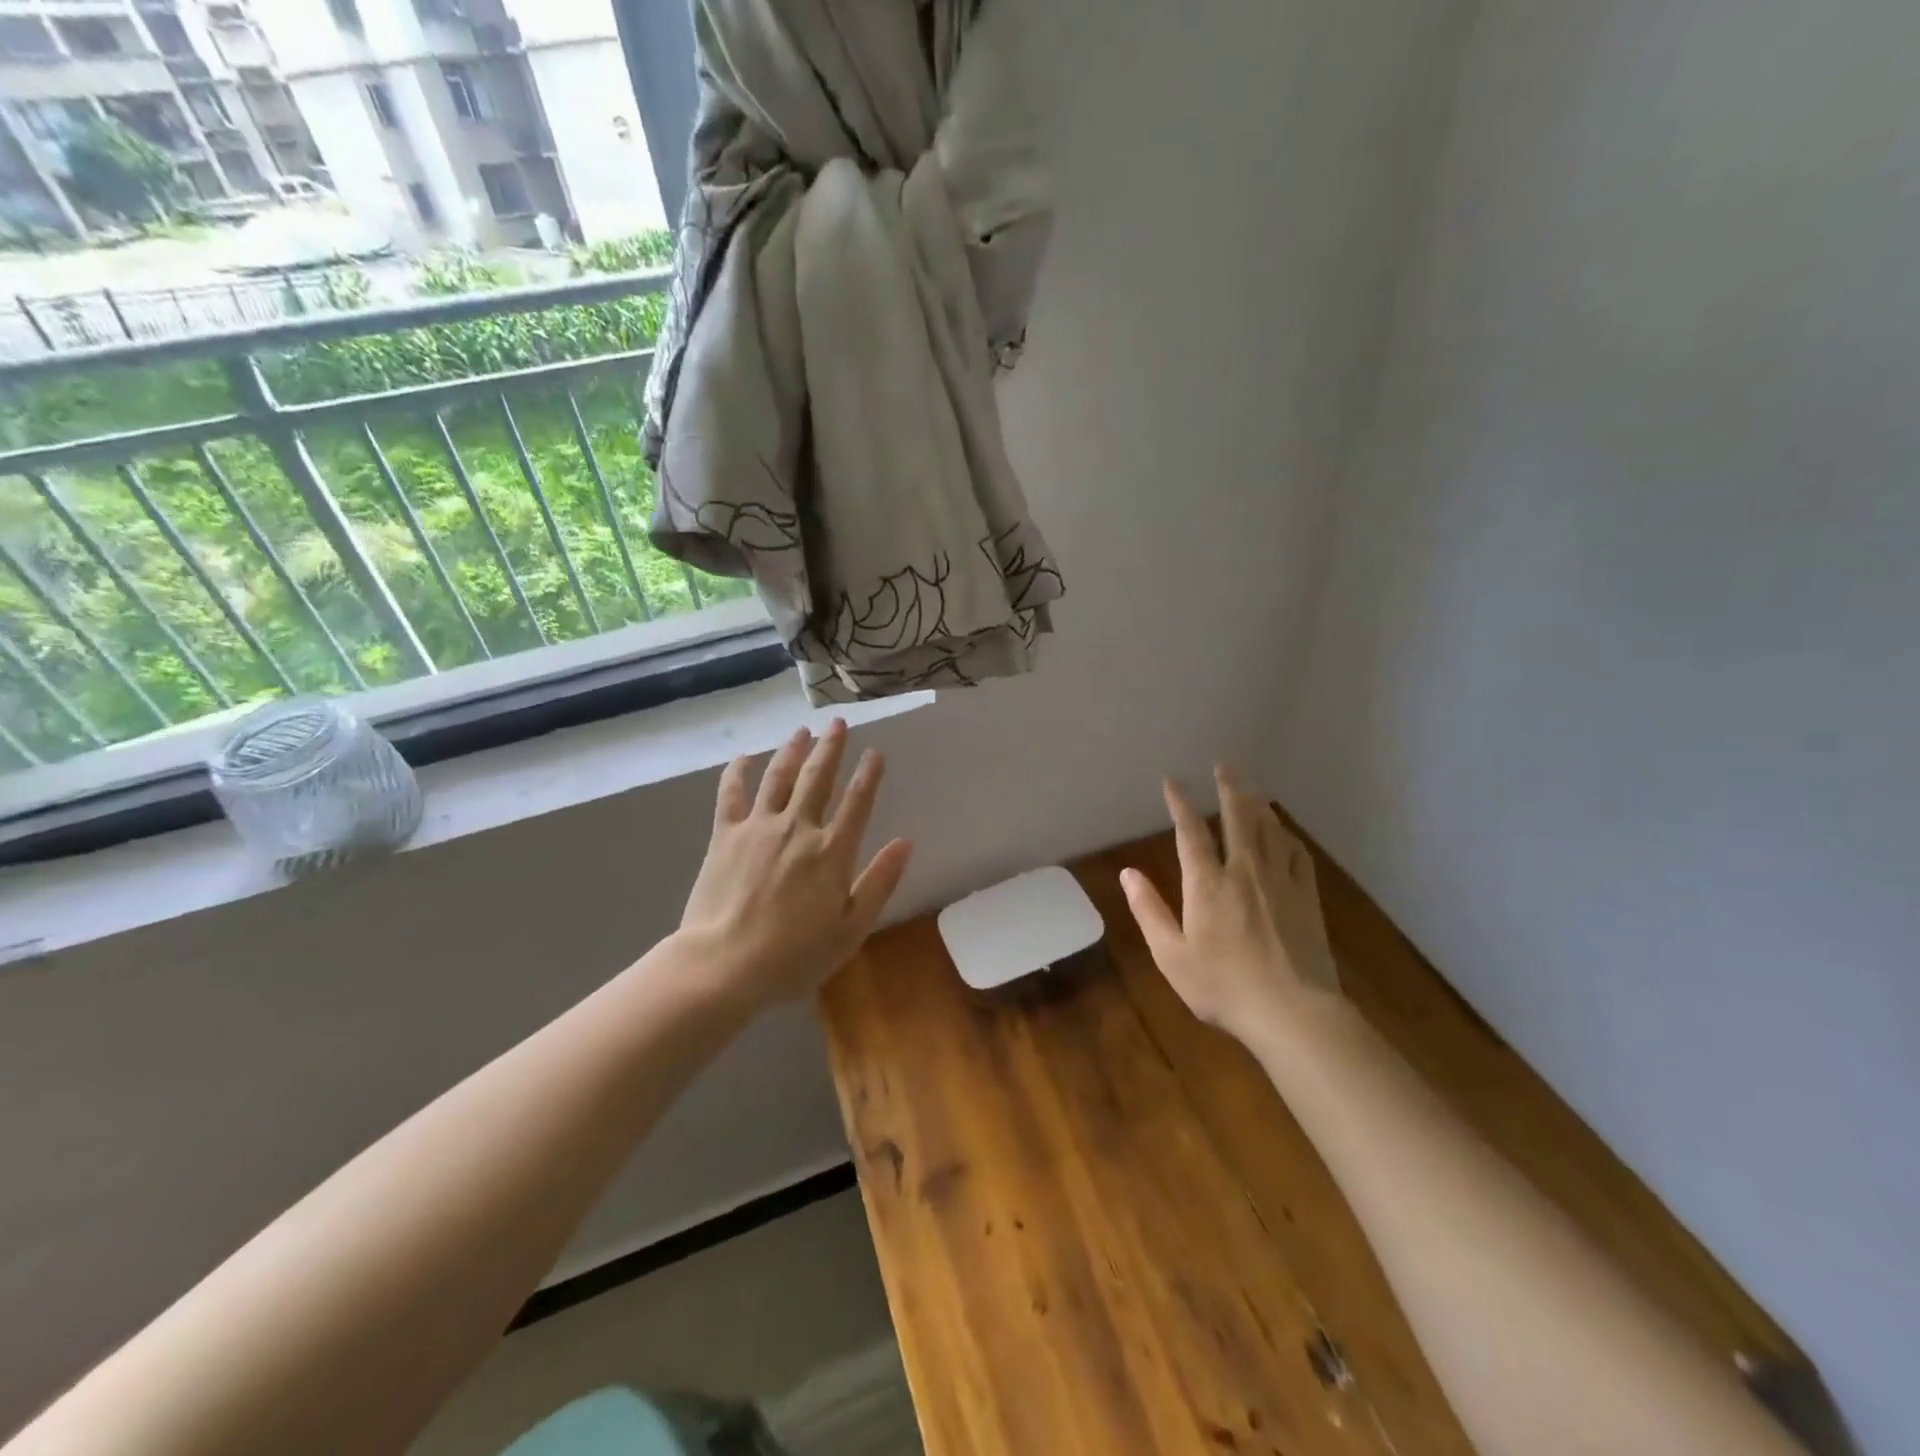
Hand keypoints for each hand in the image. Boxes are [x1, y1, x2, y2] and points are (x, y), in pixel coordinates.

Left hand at [677, 720, 913, 1012]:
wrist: (724, 965)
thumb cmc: (794, 956)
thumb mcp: (850, 930)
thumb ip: (879, 883)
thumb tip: (905, 842)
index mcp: (832, 852)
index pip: (857, 802)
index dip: (869, 775)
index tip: (875, 753)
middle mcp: (798, 828)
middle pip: (818, 777)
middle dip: (831, 747)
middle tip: (839, 723)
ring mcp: (759, 827)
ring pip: (779, 776)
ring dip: (793, 749)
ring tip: (803, 729)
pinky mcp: (725, 835)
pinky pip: (732, 793)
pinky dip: (739, 771)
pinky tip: (745, 757)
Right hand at [1120, 766, 1340, 1046]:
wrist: (1293, 1012)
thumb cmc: (1223, 986)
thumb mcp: (1171, 955)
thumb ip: (1149, 910)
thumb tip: (1128, 873)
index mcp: (1207, 884)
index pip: (1190, 832)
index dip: (1180, 803)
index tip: (1173, 781)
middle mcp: (1244, 871)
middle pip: (1238, 817)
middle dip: (1229, 788)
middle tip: (1225, 765)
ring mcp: (1281, 881)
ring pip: (1270, 829)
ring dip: (1258, 805)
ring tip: (1252, 790)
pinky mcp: (1307, 897)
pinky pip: (1297, 854)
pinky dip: (1287, 836)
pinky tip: (1284, 834)